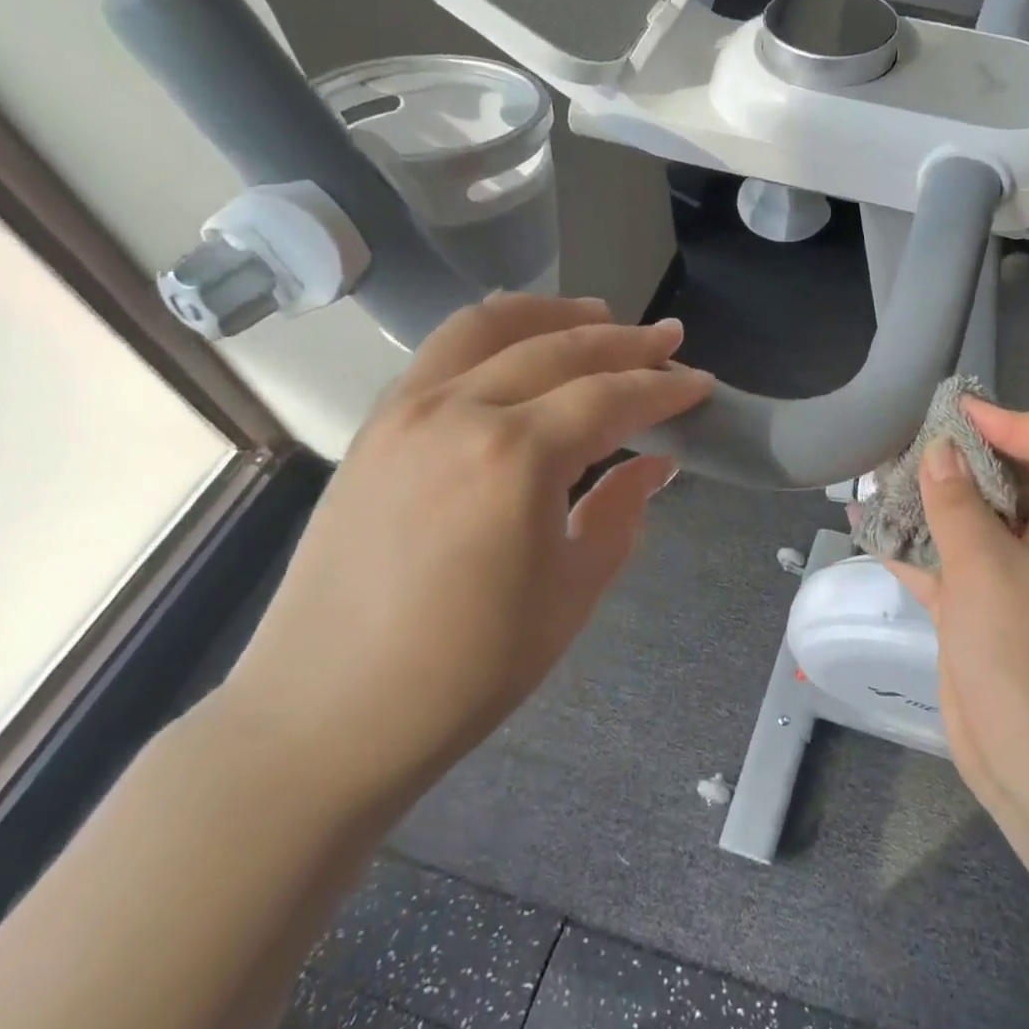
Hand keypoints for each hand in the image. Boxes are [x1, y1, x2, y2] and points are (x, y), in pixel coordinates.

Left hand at [213, 293, 712, 808]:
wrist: (327, 713)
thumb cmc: (468, 668)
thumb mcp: (572, 592)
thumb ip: (621, 513)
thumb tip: (656, 465)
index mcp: (517, 457)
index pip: (610, 398)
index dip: (663, 389)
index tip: (701, 383)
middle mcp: (459, 412)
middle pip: (558, 350)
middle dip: (624, 341)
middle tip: (668, 340)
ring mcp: (405, 412)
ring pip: (488, 328)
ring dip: (552, 314)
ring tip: (598, 316)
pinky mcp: (374, 428)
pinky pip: (440, 353)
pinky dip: (492, 333)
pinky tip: (518, 346)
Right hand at [882, 401, 1028, 822]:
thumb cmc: (1025, 655)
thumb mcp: (986, 568)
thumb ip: (956, 503)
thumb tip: (938, 448)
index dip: (1015, 420)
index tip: (956, 418)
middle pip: (1007, 476)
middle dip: (958, 457)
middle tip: (905, 446)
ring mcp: (1008, 578)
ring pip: (969, 519)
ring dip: (927, 499)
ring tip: (876, 481)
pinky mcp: (978, 609)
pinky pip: (944, 561)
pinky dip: (911, 545)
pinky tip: (867, 529)